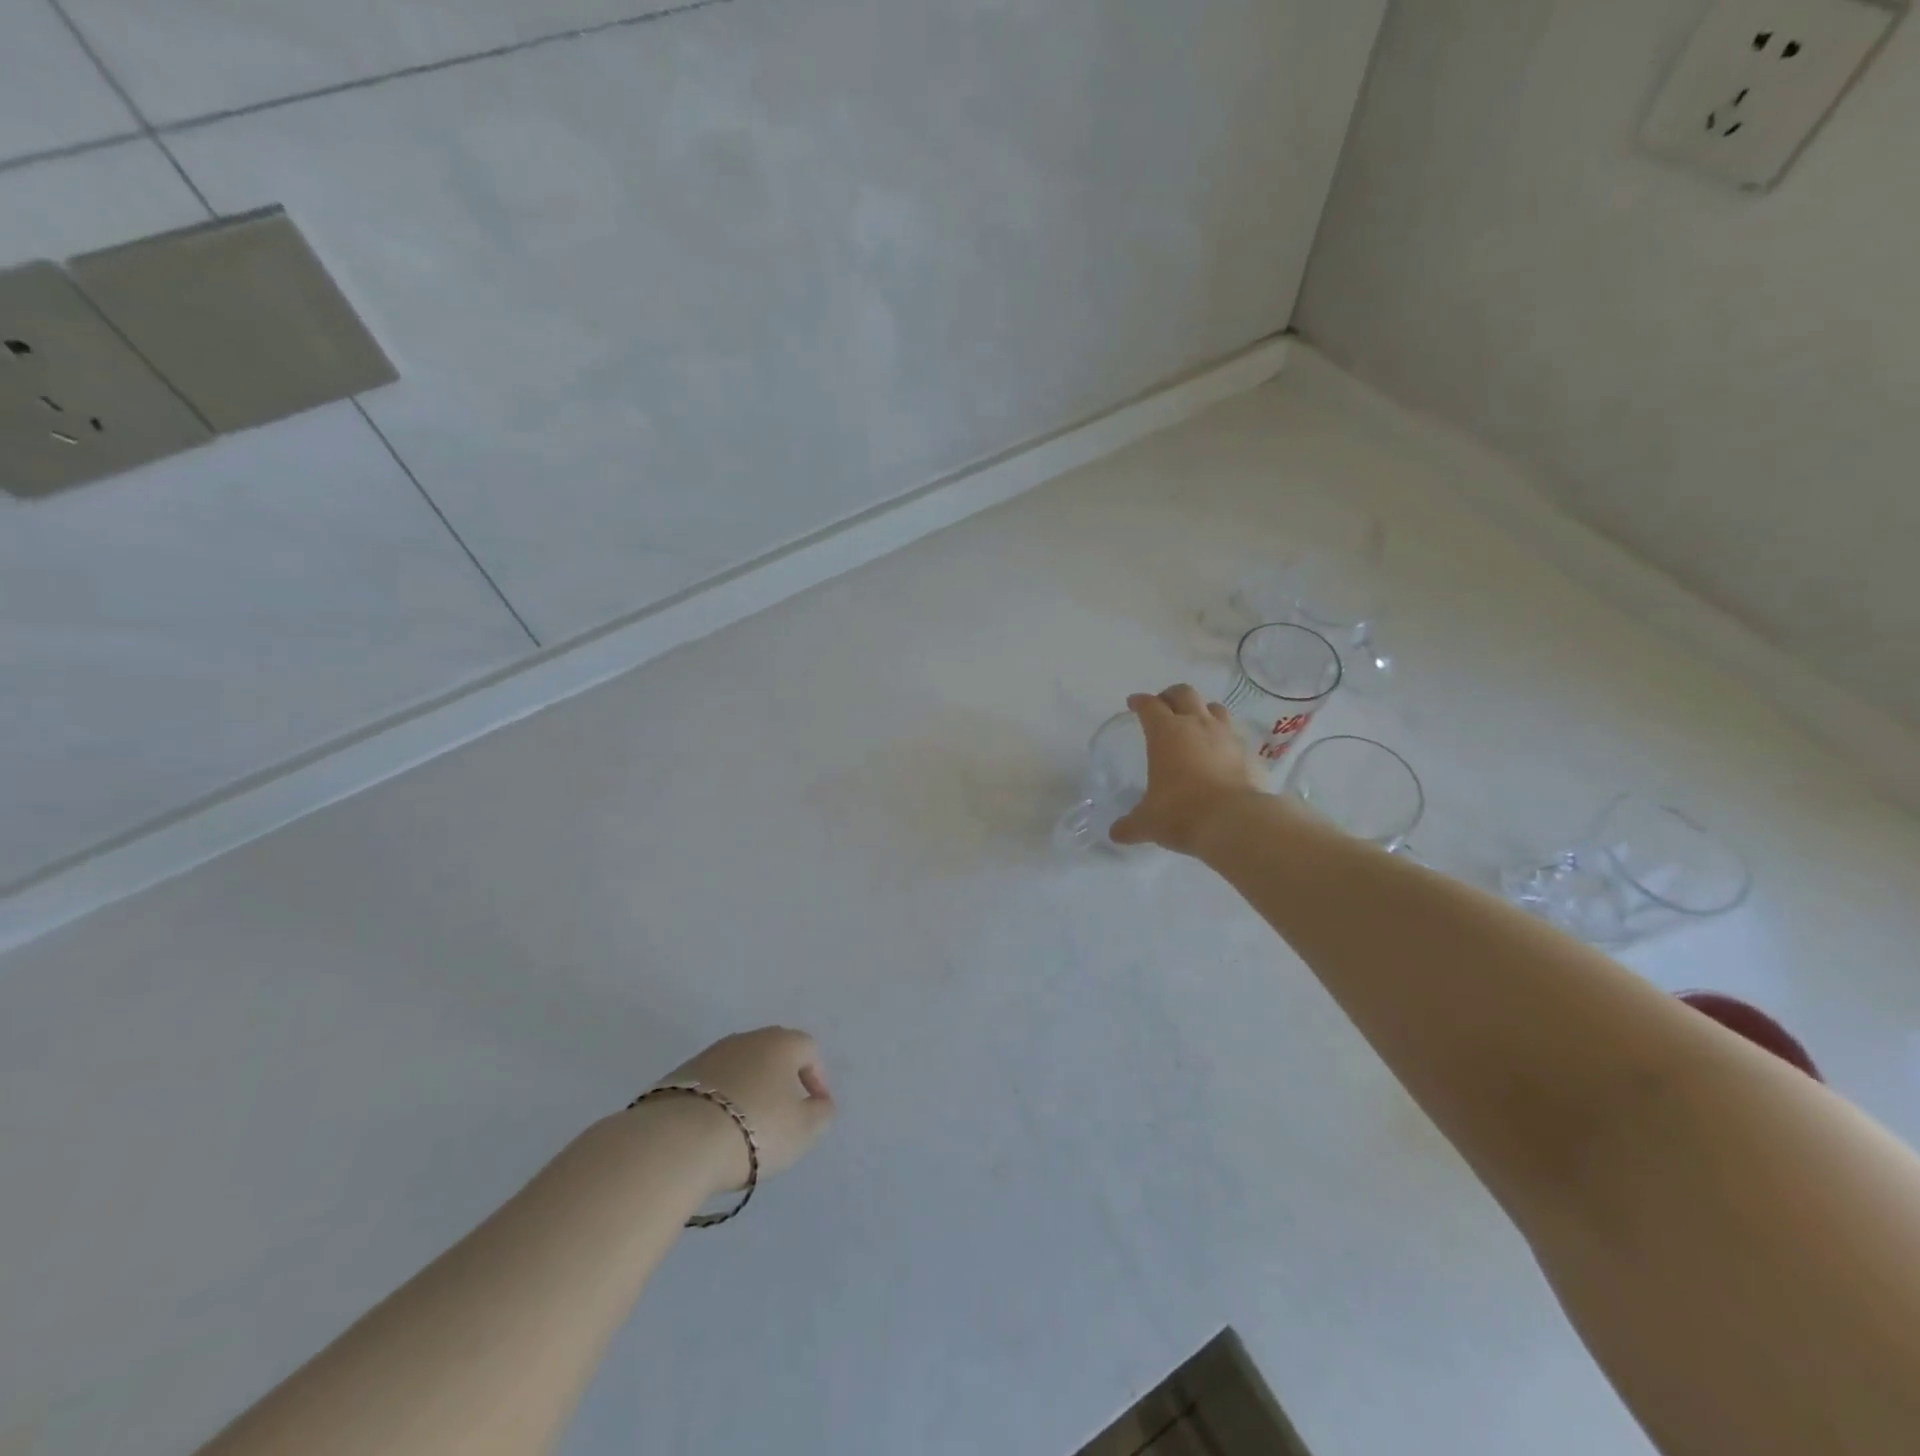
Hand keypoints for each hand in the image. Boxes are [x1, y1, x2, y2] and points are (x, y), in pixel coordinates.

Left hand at [658, 1027, 835, 1191]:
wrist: (678, 1141)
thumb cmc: (755, 1129)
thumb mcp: (804, 1130)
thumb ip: (821, 1114)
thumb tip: (820, 1103)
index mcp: (781, 1043)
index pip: (809, 1049)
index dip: (816, 1077)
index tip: (814, 1108)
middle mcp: (747, 1039)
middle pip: (773, 1053)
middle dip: (781, 1080)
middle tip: (783, 1114)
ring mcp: (710, 1054)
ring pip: (740, 1067)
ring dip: (749, 1089)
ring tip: (747, 1126)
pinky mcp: (679, 1075)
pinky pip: (712, 1084)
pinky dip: (720, 1100)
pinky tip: (716, 1129)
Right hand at [1110, 684, 1264, 854]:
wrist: (1236, 822)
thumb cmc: (1181, 813)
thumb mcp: (1148, 822)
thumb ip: (1131, 825)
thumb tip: (1115, 834)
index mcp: (1166, 733)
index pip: (1150, 706)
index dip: (1140, 702)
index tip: (1133, 703)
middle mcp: (1197, 726)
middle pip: (1184, 694)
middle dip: (1171, 696)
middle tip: (1163, 706)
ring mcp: (1227, 737)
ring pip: (1215, 708)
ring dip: (1202, 711)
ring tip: (1195, 724)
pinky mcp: (1249, 754)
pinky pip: (1235, 736)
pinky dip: (1224, 739)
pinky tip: (1220, 754)